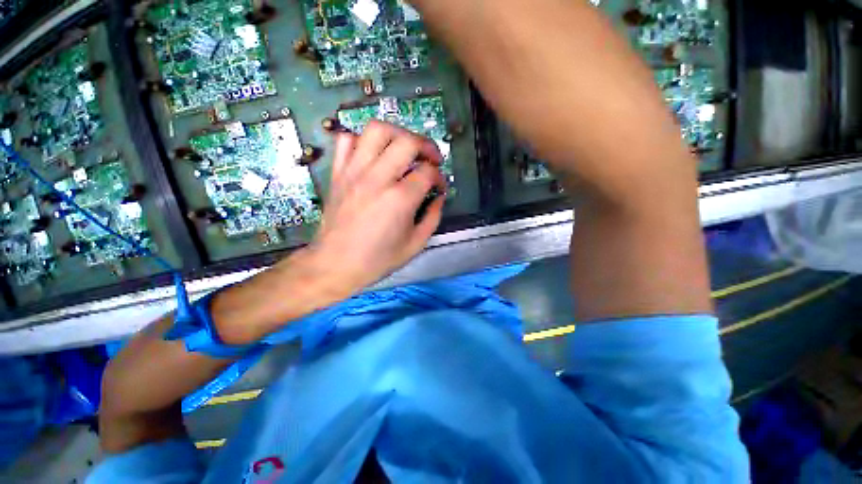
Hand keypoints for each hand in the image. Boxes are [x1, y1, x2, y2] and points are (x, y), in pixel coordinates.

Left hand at [305, 121, 445, 295]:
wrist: (335, 264)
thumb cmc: (377, 259)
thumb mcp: (416, 244)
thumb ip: (433, 217)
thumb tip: (439, 197)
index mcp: (400, 199)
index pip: (428, 171)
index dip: (439, 177)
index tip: (439, 187)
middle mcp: (378, 178)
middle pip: (407, 141)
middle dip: (427, 146)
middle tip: (431, 158)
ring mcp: (354, 172)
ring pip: (377, 129)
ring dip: (397, 133)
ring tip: (405, 148)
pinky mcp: (338, 173)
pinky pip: (347, 140)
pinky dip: (363, 140)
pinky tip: (373, 155)